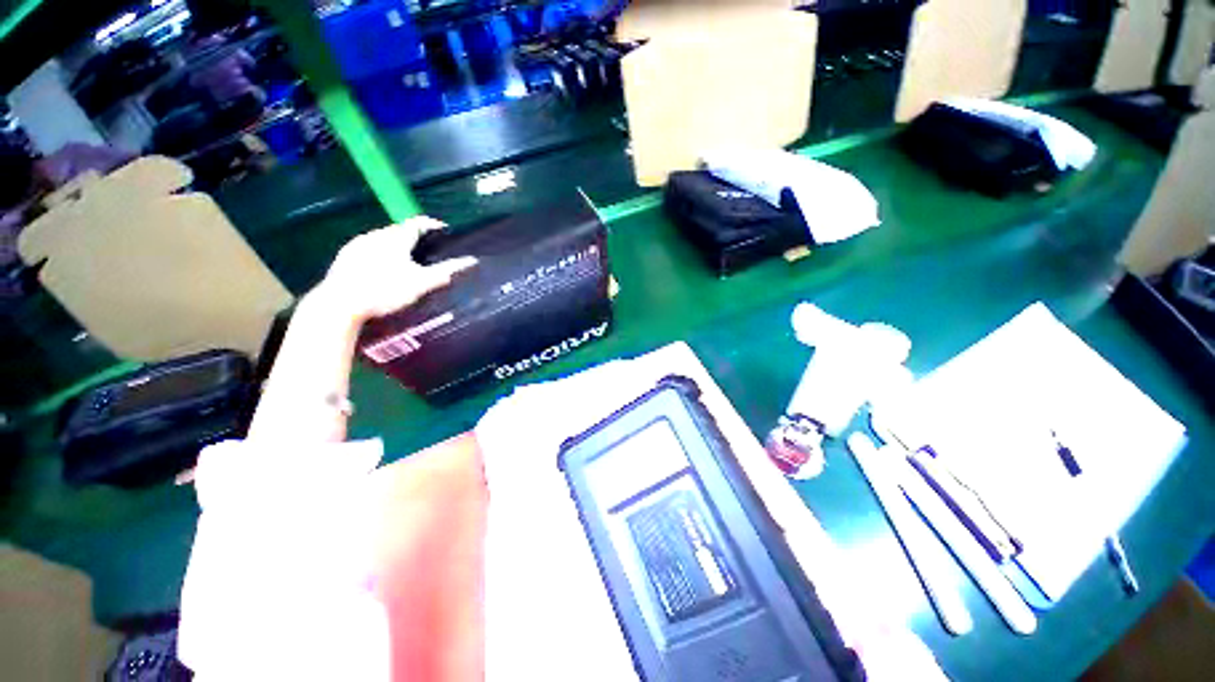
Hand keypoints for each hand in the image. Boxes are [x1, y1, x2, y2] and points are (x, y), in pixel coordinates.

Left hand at [318, 216, 476, 322]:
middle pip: (400, 229)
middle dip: (414, 235)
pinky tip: (382, 267)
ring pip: (383, 237)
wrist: (341, 302)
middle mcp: (377, 235)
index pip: (418, 222)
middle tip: (427, 249)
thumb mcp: (420, 283)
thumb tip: (470, 261)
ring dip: (396, 243)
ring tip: (406, 259)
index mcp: (397, 238)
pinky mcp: (346, 255)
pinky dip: (380, 251)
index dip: (432, 224)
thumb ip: (445, 272)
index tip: (443, 230)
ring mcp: (358, 243)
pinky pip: (369, 246)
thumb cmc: (385, 290)